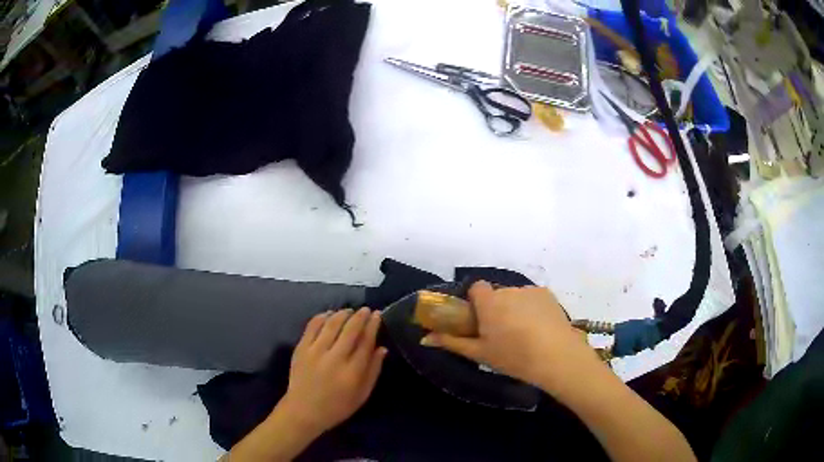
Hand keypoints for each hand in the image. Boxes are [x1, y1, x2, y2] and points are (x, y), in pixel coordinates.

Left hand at [278, 308, 386, 435]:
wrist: (303, 411)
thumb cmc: (337, 407)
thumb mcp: (362, 395)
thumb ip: (373, 371)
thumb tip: (382, 348)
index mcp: (352, 371)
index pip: (365, 342)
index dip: (372, 326)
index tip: (377, 315)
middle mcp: (335, 358)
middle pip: (350, 329)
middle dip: (360, 316)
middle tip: (365, 309)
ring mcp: (315, 351)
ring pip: (331, 324)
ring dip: (342, 314)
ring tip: (349, 311)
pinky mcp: (301, 349)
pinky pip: (312, 326)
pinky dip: (321, 317)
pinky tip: (328, 315)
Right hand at [421, 281, 603, 397]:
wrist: (557, 357)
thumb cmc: (514, 357)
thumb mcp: (480, 353)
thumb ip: (451, 342)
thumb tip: (424, 338)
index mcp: (489, 302)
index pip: (476, 287)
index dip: (476, 302)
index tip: (479, 320)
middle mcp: (508, 290)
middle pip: (496, 294)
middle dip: (495, 308)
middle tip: (501, 333)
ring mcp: (530, 290)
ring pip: (515, 296)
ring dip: (514, 308)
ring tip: (524, 333)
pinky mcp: (548, 294)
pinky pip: (532, 297)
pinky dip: (531, 308)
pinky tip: (539, 328)